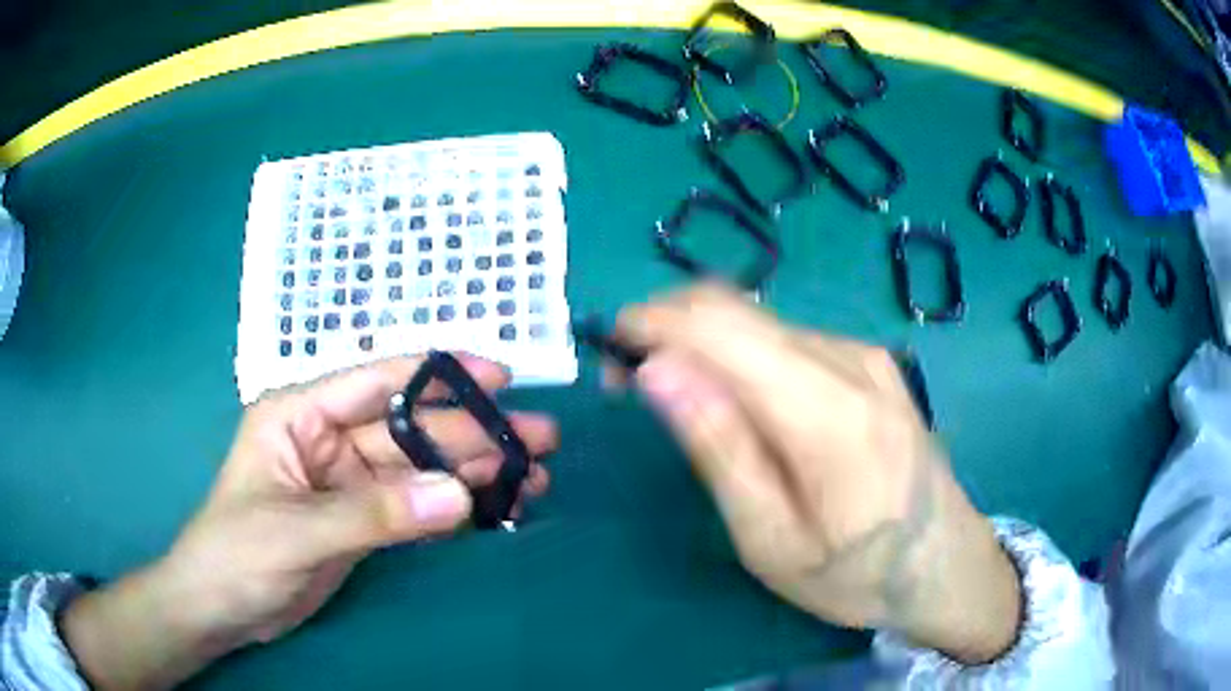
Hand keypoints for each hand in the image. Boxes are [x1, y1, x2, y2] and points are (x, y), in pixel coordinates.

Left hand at [61, 354, 558, 689]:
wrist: (223, 610)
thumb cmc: (236, 554)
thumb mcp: (296, 531)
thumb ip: (373, 514)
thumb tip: (459, 495)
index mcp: (300, 415)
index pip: (376, 381)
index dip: (438, 374)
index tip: (500, 376)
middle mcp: (328, 439)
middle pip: (411, 428)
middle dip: (474, 432)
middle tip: (540, 438)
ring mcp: (348, 482)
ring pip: (421, 468)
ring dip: (474, 471)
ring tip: (536, 474)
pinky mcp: (362, 519)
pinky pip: (416, 505)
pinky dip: (454, 506)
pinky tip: (495, 506)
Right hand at [615, 285, 1019, 663]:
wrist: (945, 563)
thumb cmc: (857, 573)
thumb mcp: (772, 540)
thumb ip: (719, 449)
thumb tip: (657, 370)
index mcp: (826, 410)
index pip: (719, 325)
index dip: (651, 322)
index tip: (608, 355)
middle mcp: (848, 361)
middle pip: (737, 310)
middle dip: (668, 327)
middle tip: (630, 382)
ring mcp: (865, 355)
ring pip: (760, 322)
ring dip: (704, 342)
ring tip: (680, 397)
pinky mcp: (871, 363)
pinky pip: (788, 339)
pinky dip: (742, 354)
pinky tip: (739, 400)